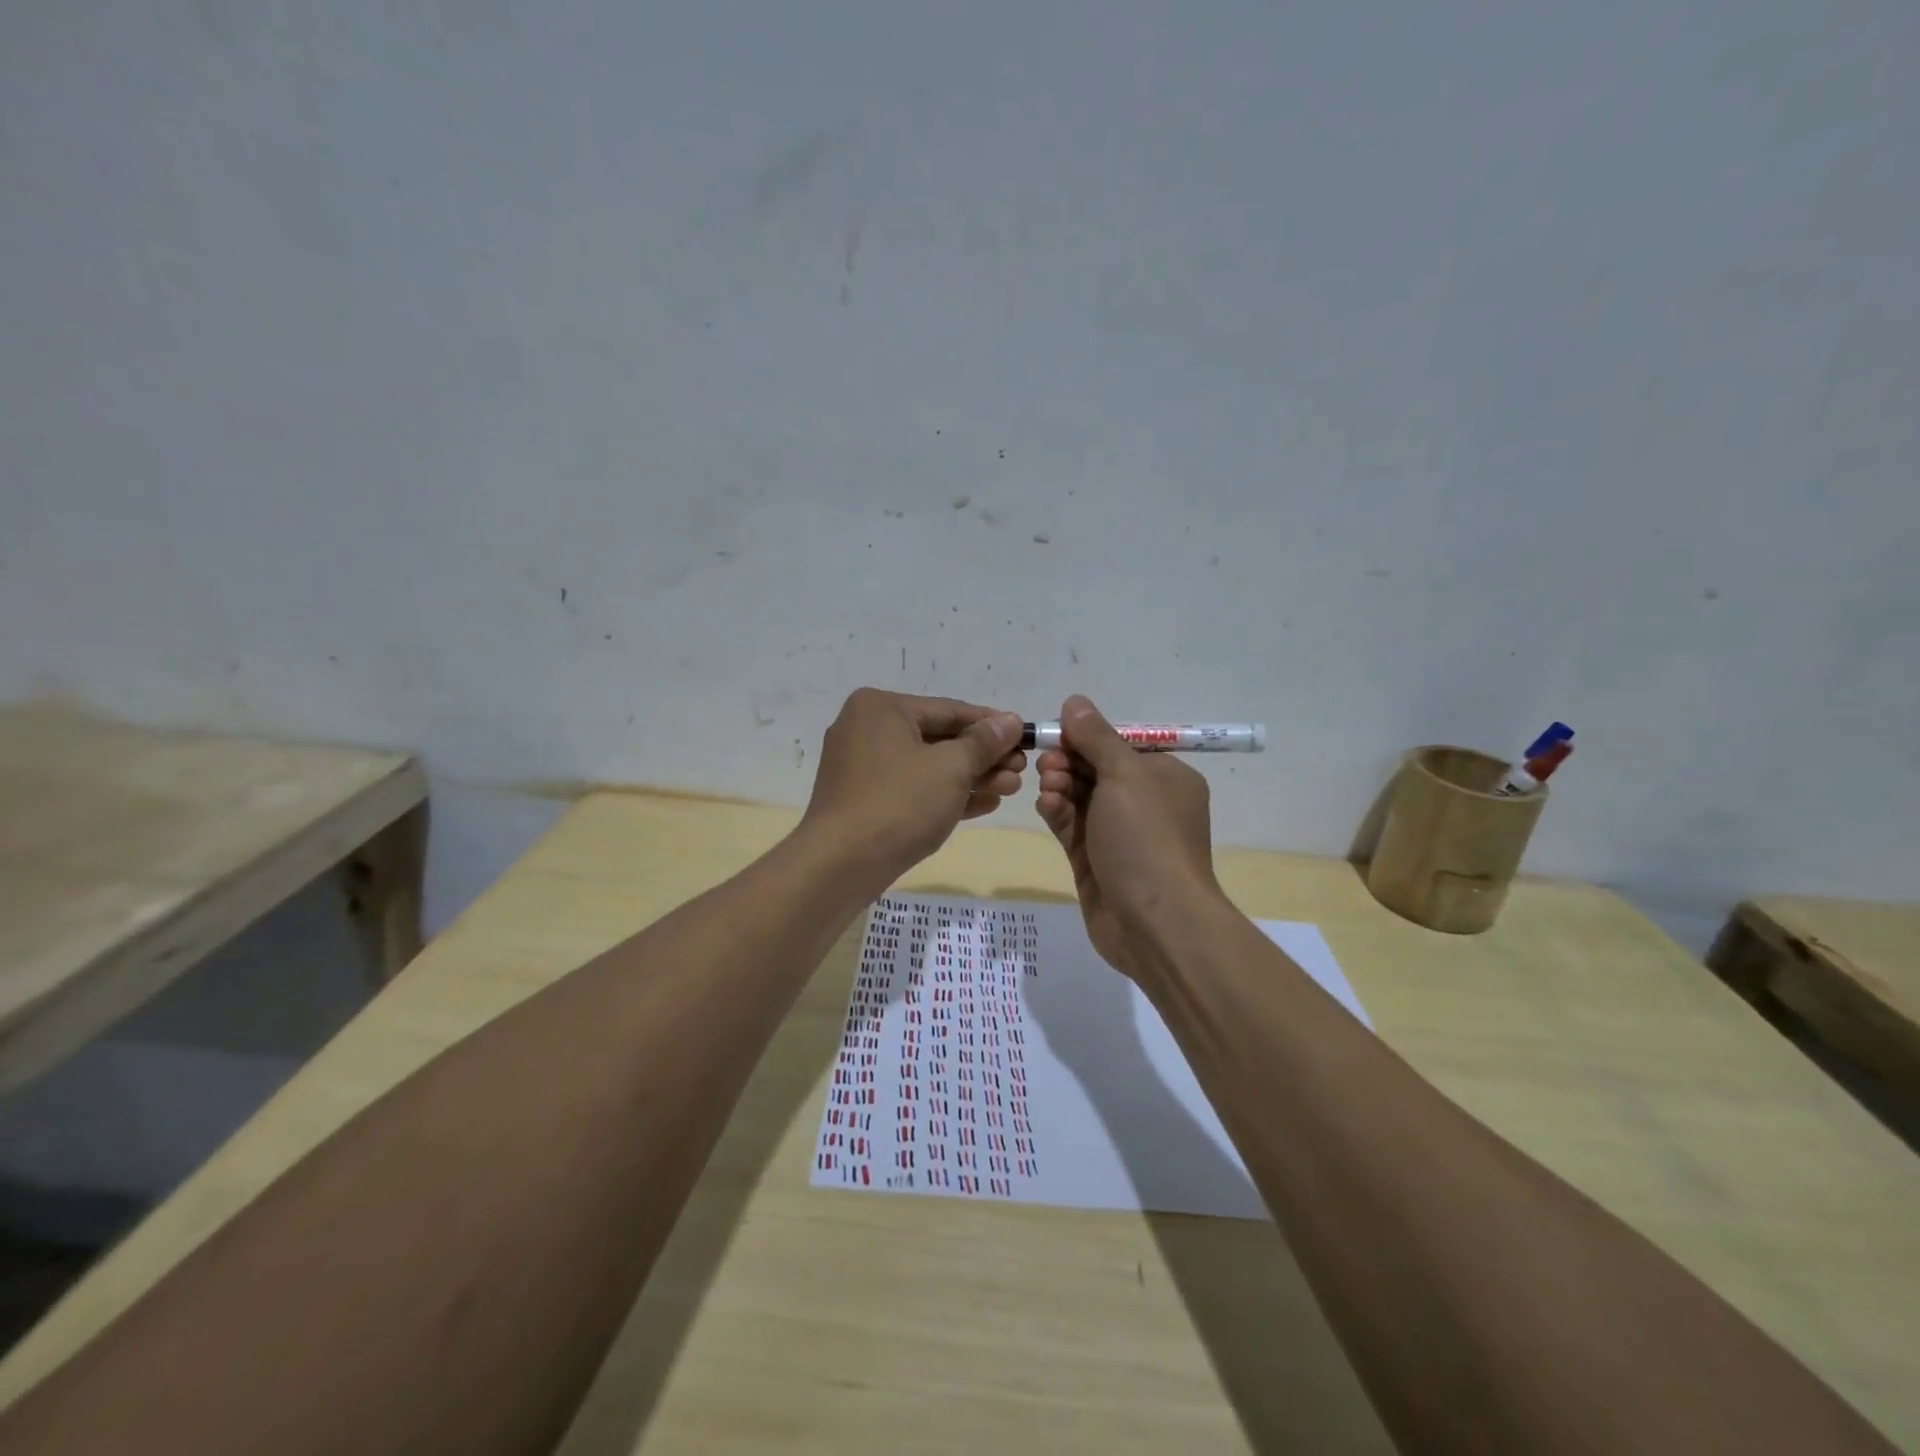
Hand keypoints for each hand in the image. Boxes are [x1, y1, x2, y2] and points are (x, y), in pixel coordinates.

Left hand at [801, 688, 1025, 893]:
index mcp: (880, 708)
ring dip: (971, 778)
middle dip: (983, 757)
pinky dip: (946, 795)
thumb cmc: (899, 803)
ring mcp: (862, 768)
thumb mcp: (951, 768)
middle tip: (1021, 771)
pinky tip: (984, 804)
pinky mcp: (865, 801)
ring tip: (1011, 790)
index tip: (1025, 736)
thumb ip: (983, 742)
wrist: (841, 865)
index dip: (991, 724)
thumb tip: (1010, 720)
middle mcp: (867, 730)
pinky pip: (913, 789)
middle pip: (938, 739)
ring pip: (928, 767)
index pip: (949, 709)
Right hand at [1034, 695, 1223, 980]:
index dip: (1088, 737)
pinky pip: (1071, 826)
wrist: (1153, 922)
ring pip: (1080, 797)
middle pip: (1097, 769)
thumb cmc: (1147, 837)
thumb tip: (1075, 702)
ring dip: (1060, 785)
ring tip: (1048, 787)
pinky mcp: (1095, 860)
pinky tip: (1046, 806)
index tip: (1059, 732)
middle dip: (1069, 761)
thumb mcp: (1125, 775)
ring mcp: (1119, 834)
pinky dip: (1058, 812)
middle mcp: (1145, 803)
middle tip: (1048, 763)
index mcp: (1166, 777)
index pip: (1122, 745)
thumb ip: (1097, 737)